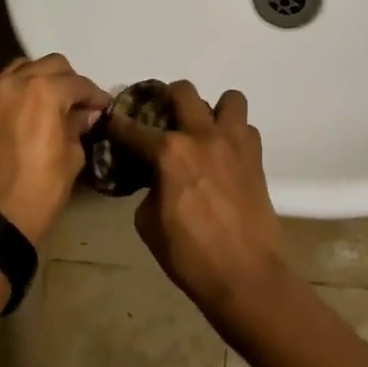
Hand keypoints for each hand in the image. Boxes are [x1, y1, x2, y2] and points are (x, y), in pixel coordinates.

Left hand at [0, 54, 110, 245]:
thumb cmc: (38, 191)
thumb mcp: (70, 159)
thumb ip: (77, 127)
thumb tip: (84, 114)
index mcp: (43, 92)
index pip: (77, 83)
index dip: (95, 95)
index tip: (104, 107)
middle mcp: (15, 82)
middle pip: (50, 65)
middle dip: (69, 81)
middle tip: (80, 105)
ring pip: (24, 68)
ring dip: (42, 80)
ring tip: (54, 105)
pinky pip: (5, 86)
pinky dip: (21, 90)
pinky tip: (32, 112)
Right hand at [106, 81, 280, 307]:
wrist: (244, 274)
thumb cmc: (189, 254)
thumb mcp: (148, 224)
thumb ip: (149, 190)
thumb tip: (157, 180)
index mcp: (169, 153)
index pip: (133, 128)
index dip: (117, 124)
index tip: (111, 120)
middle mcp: (202, 136)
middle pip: (184, 92)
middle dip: (168, 97)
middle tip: (163, 117)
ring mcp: (234, 144)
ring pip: (229, 99)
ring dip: (213, 110)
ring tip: (204, 131)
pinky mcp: (256, 158)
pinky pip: (246, 129)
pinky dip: (235, 135)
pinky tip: (225, 156)